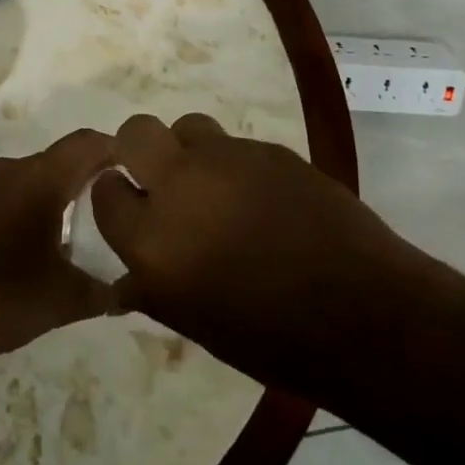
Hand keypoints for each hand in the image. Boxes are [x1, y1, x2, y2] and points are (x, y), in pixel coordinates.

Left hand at [0, 128, 116, 371]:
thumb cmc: (6, 294)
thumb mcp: (66, 299)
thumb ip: (106, 292)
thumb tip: (133, 293)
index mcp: (43, 176)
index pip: (89, 142)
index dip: (118, 149)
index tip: (140, 169)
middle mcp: (16, 168)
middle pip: (64, 156)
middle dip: (93, 172)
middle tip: (120, 199)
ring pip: (38, 172)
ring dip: (63, 187)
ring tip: (88, 220)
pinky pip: (16, 188)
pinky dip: (38, 200)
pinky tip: (47, 236)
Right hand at [91, 112, 410, 394]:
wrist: (359, 311)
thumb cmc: (270, 338)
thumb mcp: (195, 323)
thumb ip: (153, 290)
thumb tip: (124, 280)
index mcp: (152, 239)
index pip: (105, 192)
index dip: (115, 198)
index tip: (129, 209)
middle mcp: (180, 185)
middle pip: (136, 132)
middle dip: (138, 150)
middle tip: (161, 180)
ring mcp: (226, 158)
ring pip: (188, 127)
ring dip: (189, 151)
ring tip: (213, 184)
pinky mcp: (267, 148)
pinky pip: (234, 145)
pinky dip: (234, 164)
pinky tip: (260, 196)